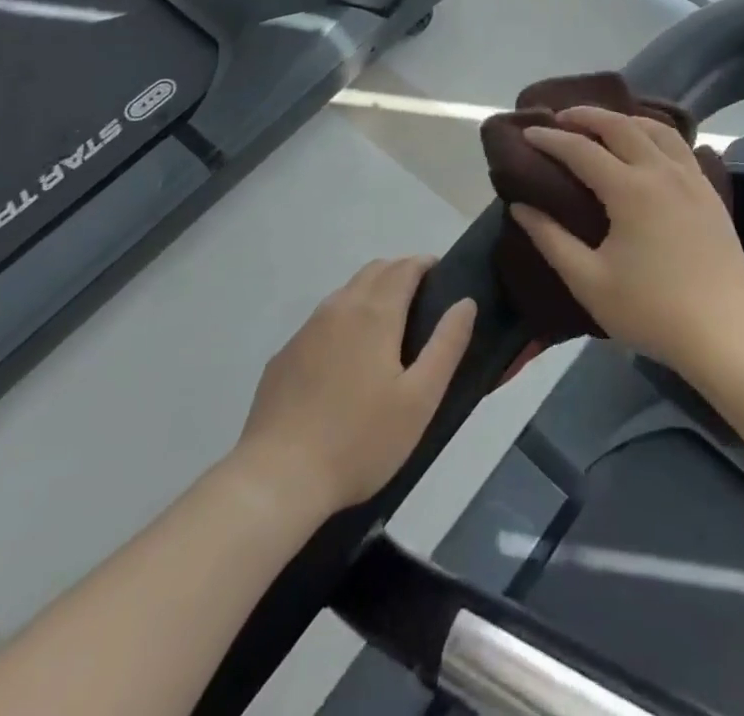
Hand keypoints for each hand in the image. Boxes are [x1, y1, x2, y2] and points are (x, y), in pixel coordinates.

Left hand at [233, 257, 474, 514]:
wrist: (277, 479)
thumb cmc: (360, 440)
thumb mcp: (420, 399)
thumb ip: (446, 345)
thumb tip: (465, 302)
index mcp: (375, 313)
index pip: (404, 267)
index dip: (424, 264)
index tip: (441, 274)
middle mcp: (339, 308)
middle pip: (374, 271)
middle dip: (400, 272)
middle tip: (422, 298)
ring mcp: (306, 330)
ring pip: (345, 293)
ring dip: (371, 293)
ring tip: (388, 328)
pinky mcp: (284, 356)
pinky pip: (321, 322)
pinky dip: (344, 320)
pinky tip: (346, 360)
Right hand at [512, 107, 743, 376]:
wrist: (724, 332)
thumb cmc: (651, 311)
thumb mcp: (589, 281)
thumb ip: (551, 239)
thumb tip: (520, 206)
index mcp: (630, 190)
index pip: (581, 150)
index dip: (551, 139)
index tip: (527, 133)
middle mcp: (662, 171)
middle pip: (621, 125)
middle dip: (587, 115)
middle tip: (561, 117)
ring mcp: (692, 178)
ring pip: (657, 128)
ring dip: (624, 118)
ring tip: (602, 124)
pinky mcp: (710, 191)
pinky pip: (679, 146)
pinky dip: (655, 133)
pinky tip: (647, 146)